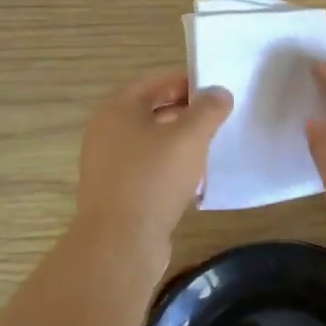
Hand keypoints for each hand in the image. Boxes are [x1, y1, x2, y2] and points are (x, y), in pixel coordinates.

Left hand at [71, 70, 232, 259]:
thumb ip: (208, 109)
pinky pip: (147, 170)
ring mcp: (108, 165)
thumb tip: (219, 92)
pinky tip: (194, 181)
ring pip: (150, 142)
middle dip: (185, 112)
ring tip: (210, 148)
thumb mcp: (189, 137)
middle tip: (218, 119)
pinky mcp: (116, 193)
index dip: (186, 82)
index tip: (216, 91)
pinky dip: (169, 168)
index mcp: (118, 110)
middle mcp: (106, 133)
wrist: (119, 243)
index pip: (155, 82)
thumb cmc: (153, 178)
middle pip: (151, 111)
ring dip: (179, 142)